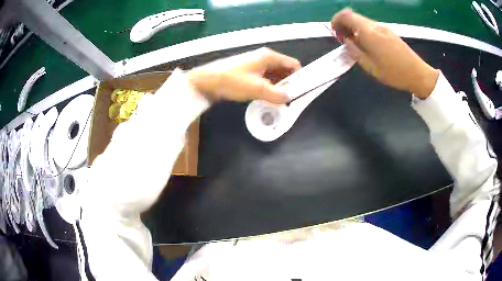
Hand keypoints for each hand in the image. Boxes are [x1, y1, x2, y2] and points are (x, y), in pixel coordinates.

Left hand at [188, 47, 300, 103]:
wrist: (206, 81)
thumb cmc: (232, 81)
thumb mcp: (256, 89)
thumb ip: (276, 94)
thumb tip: (289, 99)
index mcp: (269, 57)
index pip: (293, 64)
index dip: (299, 77)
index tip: (302, 91)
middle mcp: (264, 58)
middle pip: (284, 70)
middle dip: (289, 84)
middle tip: (291, 100)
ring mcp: (256, 65)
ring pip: (275, 76)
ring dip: (278, 87)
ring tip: (280, 102)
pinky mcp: (249, 72)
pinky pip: (265, 79)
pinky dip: (269, 88)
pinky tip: (268, 98)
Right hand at [331, 9, 438, 97]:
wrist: (418, 74)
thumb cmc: (394, 73)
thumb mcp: (370, 67)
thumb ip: (354, 51)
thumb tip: (346, 41)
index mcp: (369, 32)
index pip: (345, 16)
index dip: (336, 21)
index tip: (336, 34)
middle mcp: (375, 26)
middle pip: (353, 17)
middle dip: (344, 26)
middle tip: (344, 41)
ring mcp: (383, 28)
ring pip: (362, 22)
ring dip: (354, 29)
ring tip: (355, 45)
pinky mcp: (389, 32)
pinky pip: (371, 27)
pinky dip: (363, 31)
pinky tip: (367, 45)